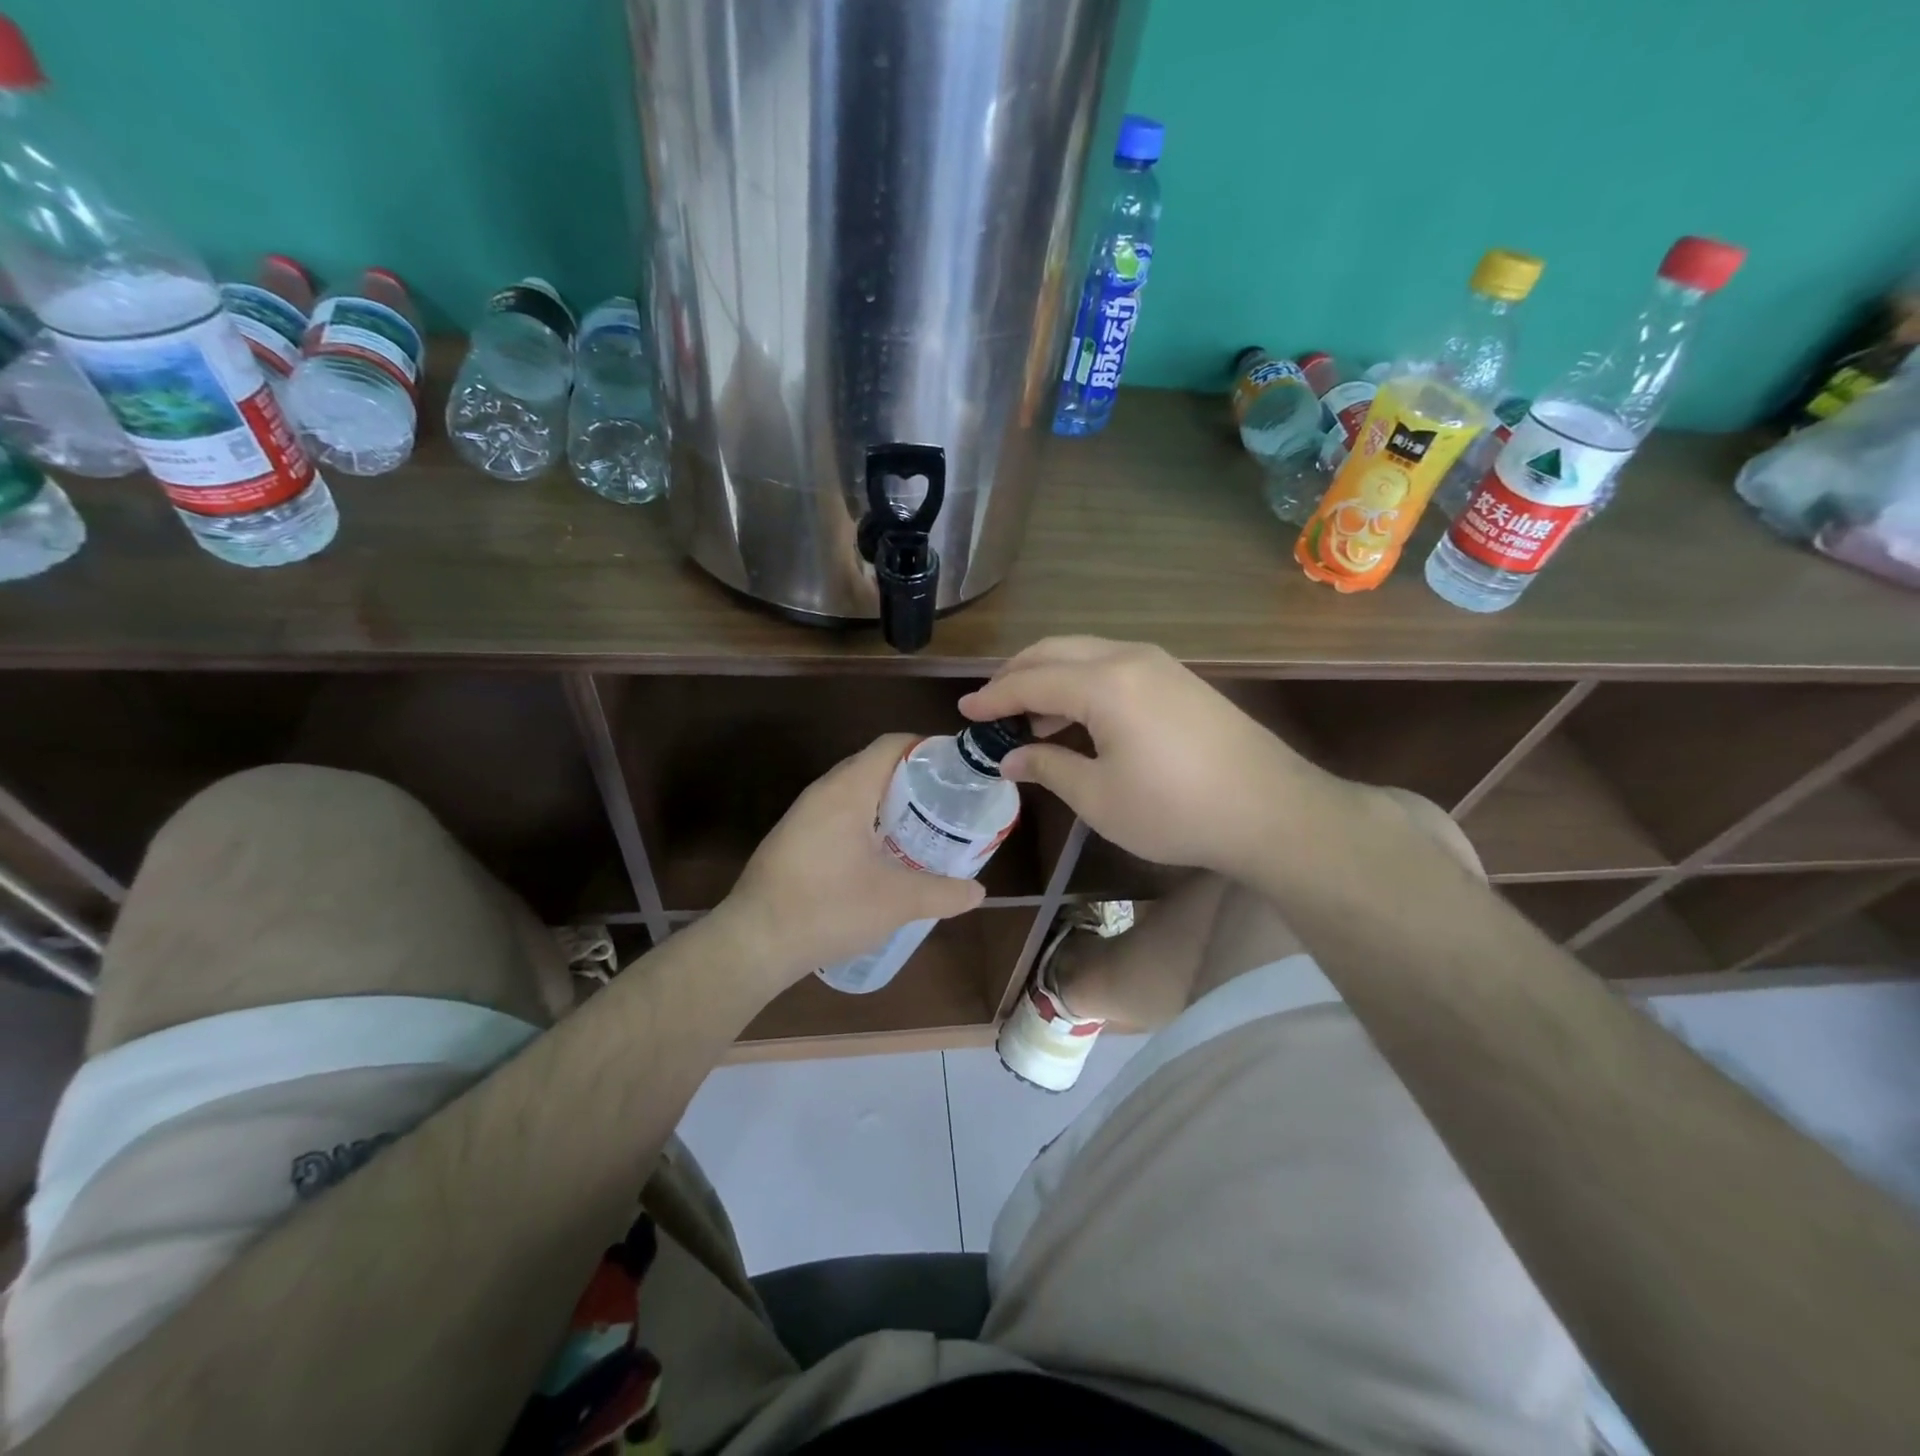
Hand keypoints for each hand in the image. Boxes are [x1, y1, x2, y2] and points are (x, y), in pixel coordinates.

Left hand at [713, 734, 985, 991]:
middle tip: (949, 803)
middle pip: (876, 765)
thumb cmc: (828, 908)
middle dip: (915, 779)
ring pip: (857, 792)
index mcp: (848, 790)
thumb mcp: (897, 902)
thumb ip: (943, 893)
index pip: (892, 745)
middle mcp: (823, 792)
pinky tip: (885, 854)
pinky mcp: (795, 838)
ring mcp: (804, 815)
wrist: (754, 942)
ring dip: (890, 803)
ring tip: (924, 827)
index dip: (928, 749)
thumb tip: (979, 892)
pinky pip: (840, 814)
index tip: (959, 771)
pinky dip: (869, 821)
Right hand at [960, 637, 1337, 875]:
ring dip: (1050, 676)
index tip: (964, 713)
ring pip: (1086, 652)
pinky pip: (1113, 664)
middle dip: (1017, 674)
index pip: (1031, 681)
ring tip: (1029, 716)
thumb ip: (1049, 768)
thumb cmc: (1175, 810)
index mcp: (1104, 684)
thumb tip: (1011, 758)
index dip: (993, 698)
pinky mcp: (1178, 678)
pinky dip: (1082, 681)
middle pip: (1055, 651)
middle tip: (990, 705)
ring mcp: (1159, 664)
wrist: (1271, 811)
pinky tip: (1078, 716)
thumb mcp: (1099, 798)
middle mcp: (1129, 658)